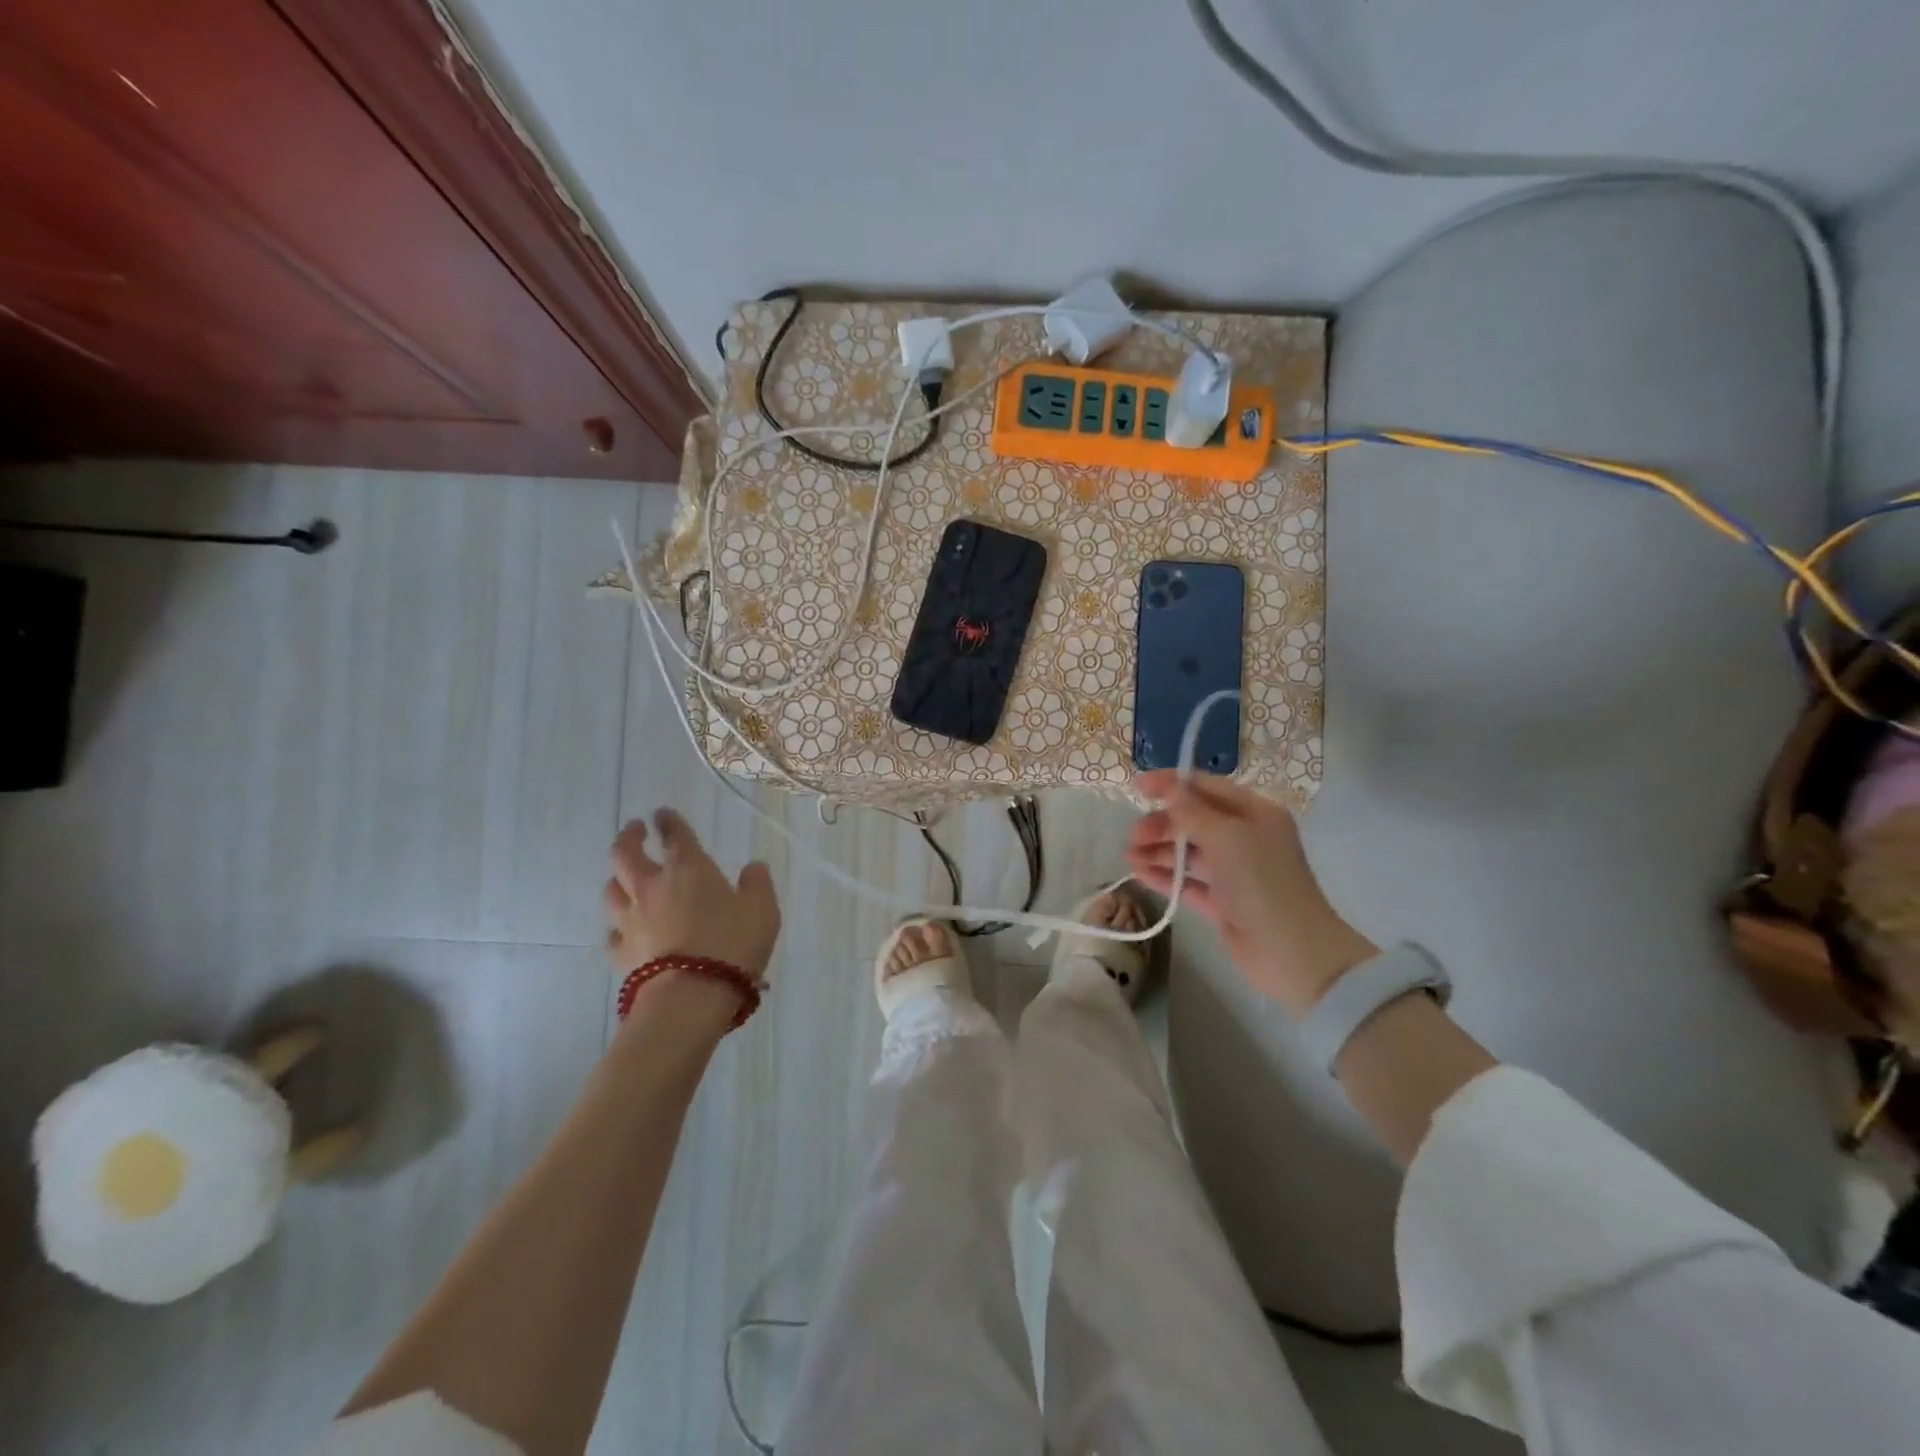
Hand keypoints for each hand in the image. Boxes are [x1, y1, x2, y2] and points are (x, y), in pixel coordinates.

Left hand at [603, 810, 780, 979]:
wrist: (691, 995)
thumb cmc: (732, 944)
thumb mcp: (762, 910)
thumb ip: (758, 884)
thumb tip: (753, 866)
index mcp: (689, 869)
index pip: (675, 835)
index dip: (669, 821)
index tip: (662, 813)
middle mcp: (653, 887)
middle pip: (625, 854)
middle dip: (629, 837)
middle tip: (635, 829)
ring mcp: (631, 920)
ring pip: (611, 890)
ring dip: (617, 879)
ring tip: (624, 877)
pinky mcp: (621, 952)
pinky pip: (613, 932)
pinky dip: (618, 926)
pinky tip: (625, 929)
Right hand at [1126, 771, 1376, 1016]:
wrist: (1291, 951)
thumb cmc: (1261, 881)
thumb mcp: (1225, 836)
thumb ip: (1192, 810)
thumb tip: (1170, 788)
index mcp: (1255, 813)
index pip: (1207, 787)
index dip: (1172, 784)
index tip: (1138, 786)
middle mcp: (1245, 838)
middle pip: (1195, 820)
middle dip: (1162, 823)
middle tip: (1134, 834)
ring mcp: (1234, 871)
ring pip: (1188, 852)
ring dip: (1158, 850)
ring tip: (1129, 856)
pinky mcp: (1222, 902)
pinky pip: (1187, 881)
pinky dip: (1163, 875)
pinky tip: (1138, 873)